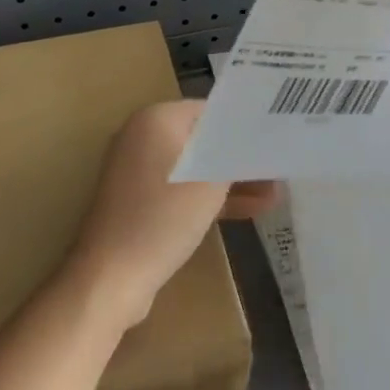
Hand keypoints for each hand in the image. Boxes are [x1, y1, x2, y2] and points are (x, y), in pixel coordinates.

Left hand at [69, 101, 277, 328]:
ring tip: (276, 193)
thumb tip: (257, 142)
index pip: (211, 110)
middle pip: (204, 139)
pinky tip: (251, 210)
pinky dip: (211, 198)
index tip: (276, 135)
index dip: (245, 123)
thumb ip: (235, 156)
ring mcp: (139, 172)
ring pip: (197, 168)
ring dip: (232, 181)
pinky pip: (184, 190)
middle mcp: (143, 137)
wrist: (109, 279)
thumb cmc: (162, 218)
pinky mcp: (141, 203)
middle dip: (242, 156)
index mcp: (156, 119)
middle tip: (280, 166)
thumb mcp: (210, 183)